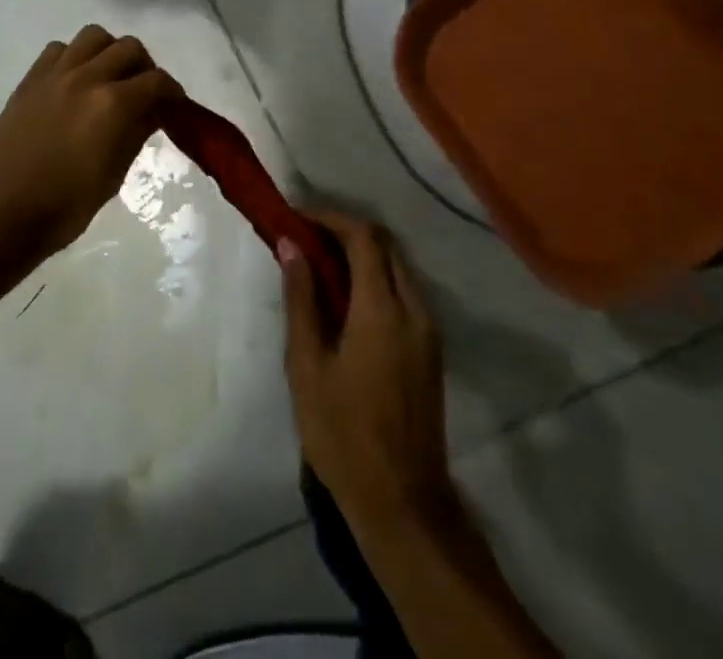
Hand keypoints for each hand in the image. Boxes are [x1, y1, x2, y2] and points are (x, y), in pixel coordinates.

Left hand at [0, 25, 183, 264]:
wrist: (1, 213)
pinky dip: (75, 57)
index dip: (173, 92)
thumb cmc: (64, 207)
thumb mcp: (113, 176)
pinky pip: (59, 49)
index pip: (157, 81)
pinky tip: (74, 83)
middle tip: (144, 93)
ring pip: (94, 36)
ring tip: (109, 79)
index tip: (174, 106)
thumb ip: (136, 134)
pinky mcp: (30, 79)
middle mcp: (86, 77)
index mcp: (112, 105)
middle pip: (129, 47)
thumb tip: (152, 112)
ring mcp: (54, 73)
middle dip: (144, 68)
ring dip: (109, 52)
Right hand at [281, 210, 460, 537]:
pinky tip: (345, 299)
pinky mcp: (431, 350)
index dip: (330, 218)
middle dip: (345, 231)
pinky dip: (375, 279)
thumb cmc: (343, 433)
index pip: (363, 237)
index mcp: (382, 311)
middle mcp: (414, 310)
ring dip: (361, 255)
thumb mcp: (307, 365)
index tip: (297, 218)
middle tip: (305, 238)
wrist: (403, 504)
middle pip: (385, 245)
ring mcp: (429, 331)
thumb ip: (301, 298)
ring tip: (319, 266)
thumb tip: (290, 244)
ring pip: (398, 267)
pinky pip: (405, 292)